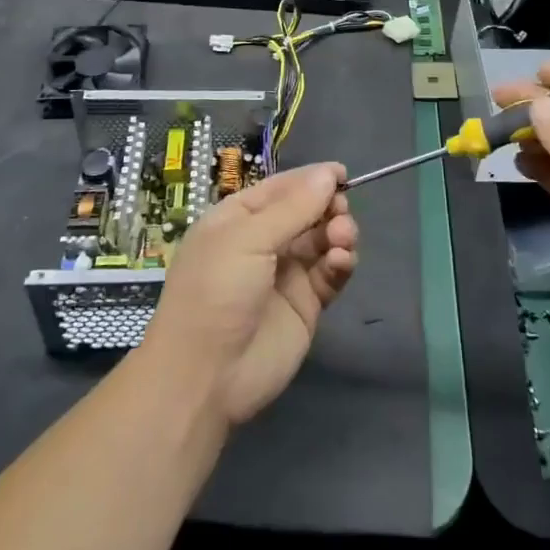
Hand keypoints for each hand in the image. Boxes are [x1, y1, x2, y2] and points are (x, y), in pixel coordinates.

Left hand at [141, 163, 357, 425]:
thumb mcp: (248, 238)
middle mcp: (263, 241)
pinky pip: (330, 274)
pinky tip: (341, 262)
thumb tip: (329, 173)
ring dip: (338, 232)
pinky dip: (340, 263)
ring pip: (323, 240)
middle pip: (307, 211)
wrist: (205, 376)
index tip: (343, 174)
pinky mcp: (305, 305)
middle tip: (340, 213)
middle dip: (328, 207)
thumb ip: (294, 206)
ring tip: (342, 239)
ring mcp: (285, 274)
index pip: (281, 187)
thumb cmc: (216, 291)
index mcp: (239, 218)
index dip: (311, 179)